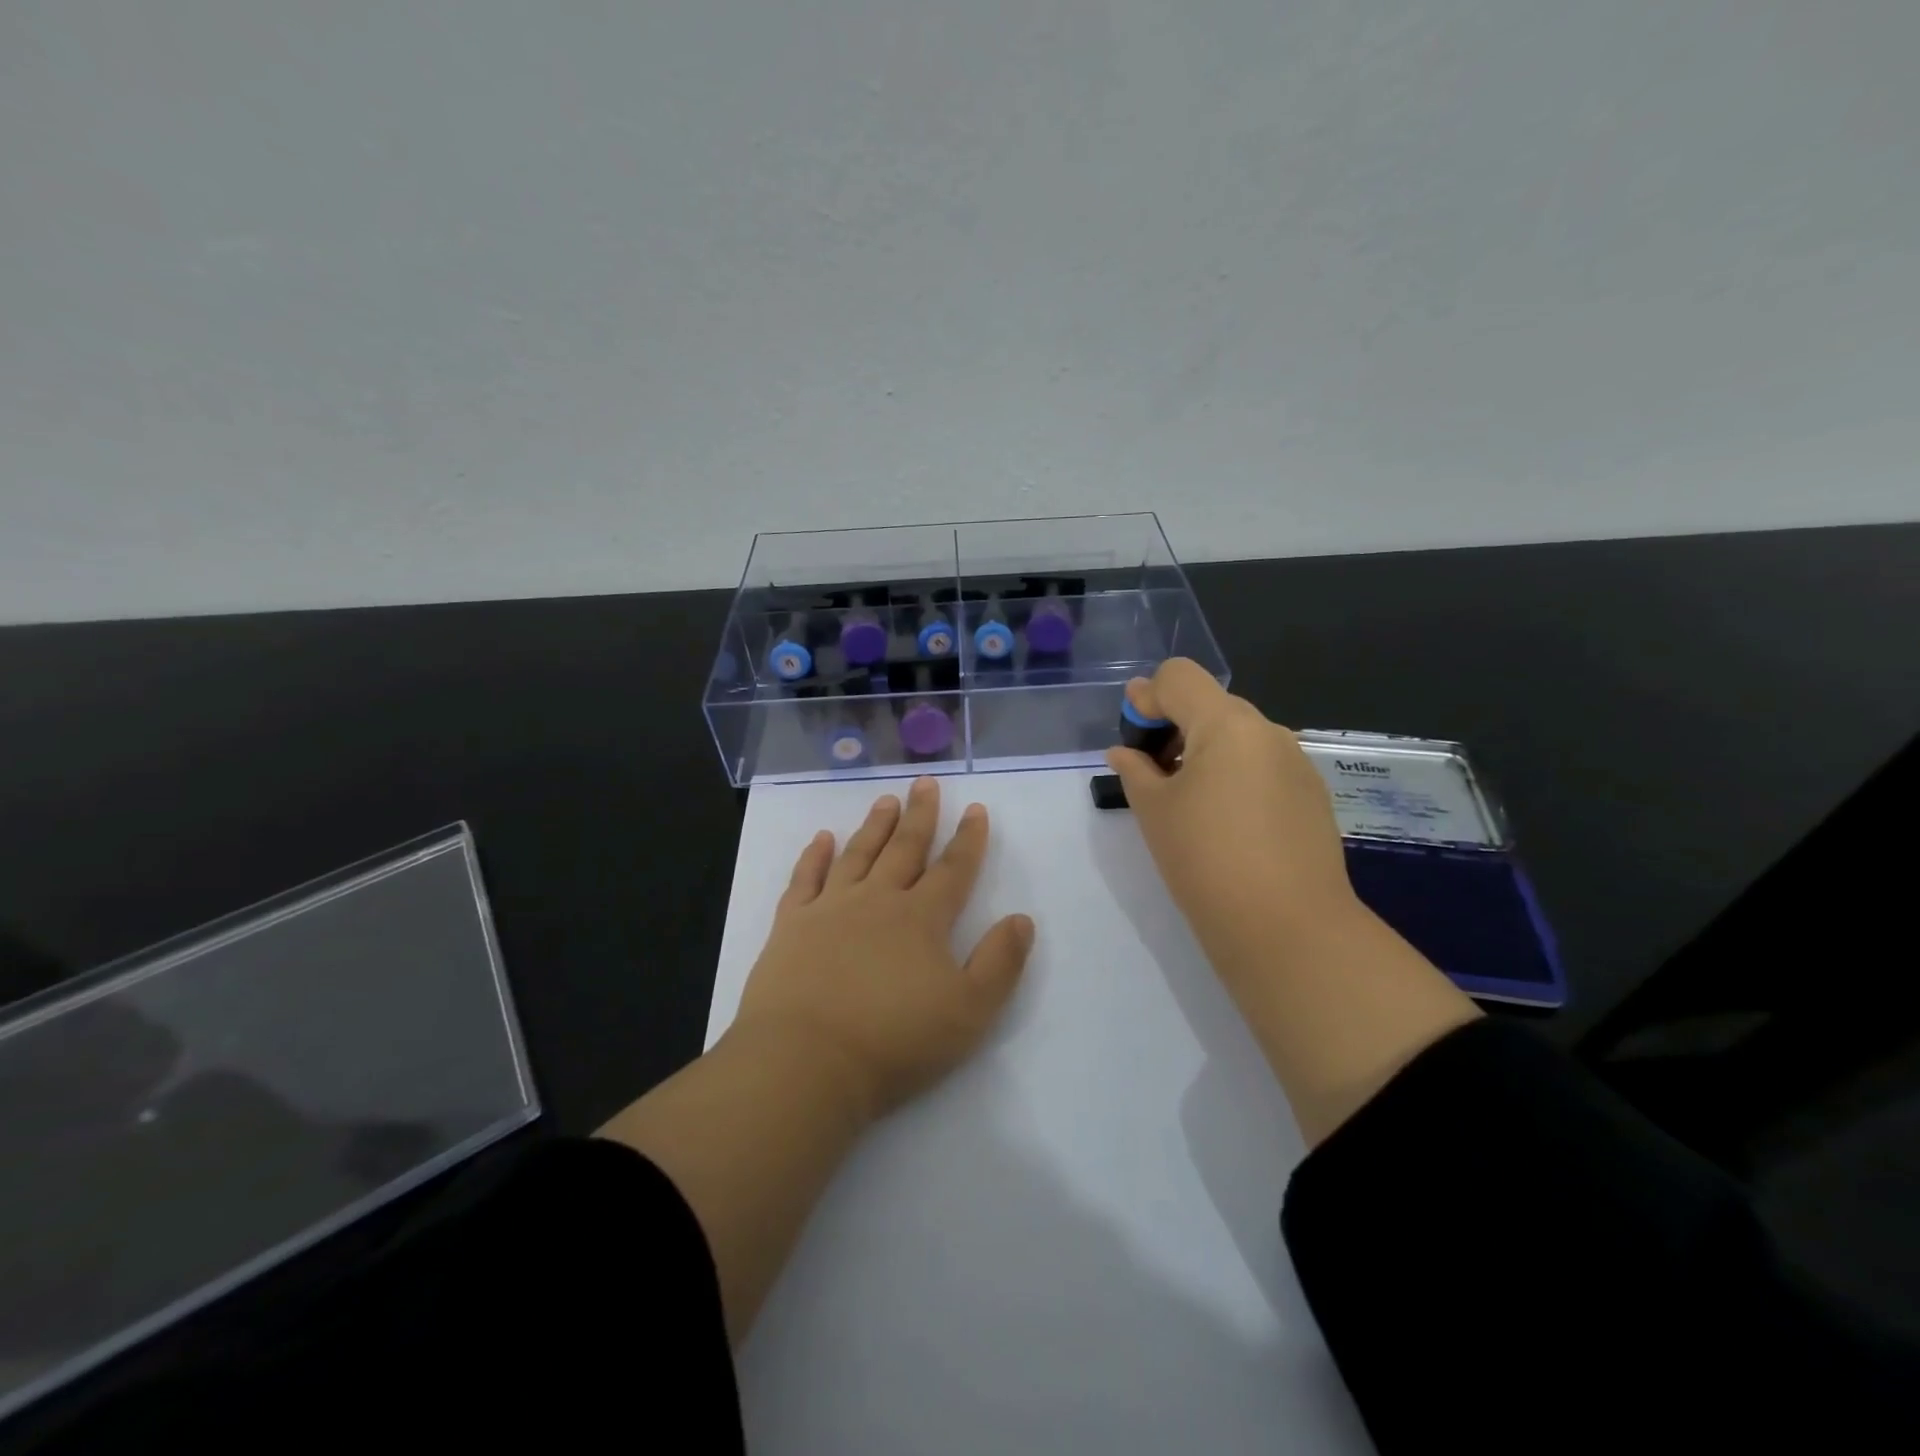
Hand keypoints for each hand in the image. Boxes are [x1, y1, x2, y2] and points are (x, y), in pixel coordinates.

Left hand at [730, 776, 1034, 1123]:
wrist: (806, 1061)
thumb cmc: (894, 1041)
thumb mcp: (969, 1011)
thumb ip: (1000, 963)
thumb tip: (1021, 919)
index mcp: (922, 919)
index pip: (953, 869)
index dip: (969, 839)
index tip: (976, 809)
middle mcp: (877, 900)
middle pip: (905, 848)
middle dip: (920, 815)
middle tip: (926, 783)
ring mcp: (830, 908)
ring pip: (858, 854)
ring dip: (875, 826)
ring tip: (886, 800)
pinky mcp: (791, 925)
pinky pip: (805, 878)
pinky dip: (814, 855)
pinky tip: (822, 837)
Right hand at [1105, 659, 1359, 982]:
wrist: (1287, 928)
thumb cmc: (1205, 860)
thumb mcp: (1154, 810)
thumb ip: (1134, 769)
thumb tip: (1125, 750)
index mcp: (1226, 724)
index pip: (1178, 676)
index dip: (1146, 697)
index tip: (1132, 738)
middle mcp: (1267, 730)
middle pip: (1210, 703)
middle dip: (1174, 725)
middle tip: (1151, 772)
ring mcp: (1296, 762)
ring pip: (1238, 735)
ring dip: (1204, 750)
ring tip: (1186, 801)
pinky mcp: (1311, 794)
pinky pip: (1262, 764)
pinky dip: (1234, 774)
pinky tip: (1225, 821)